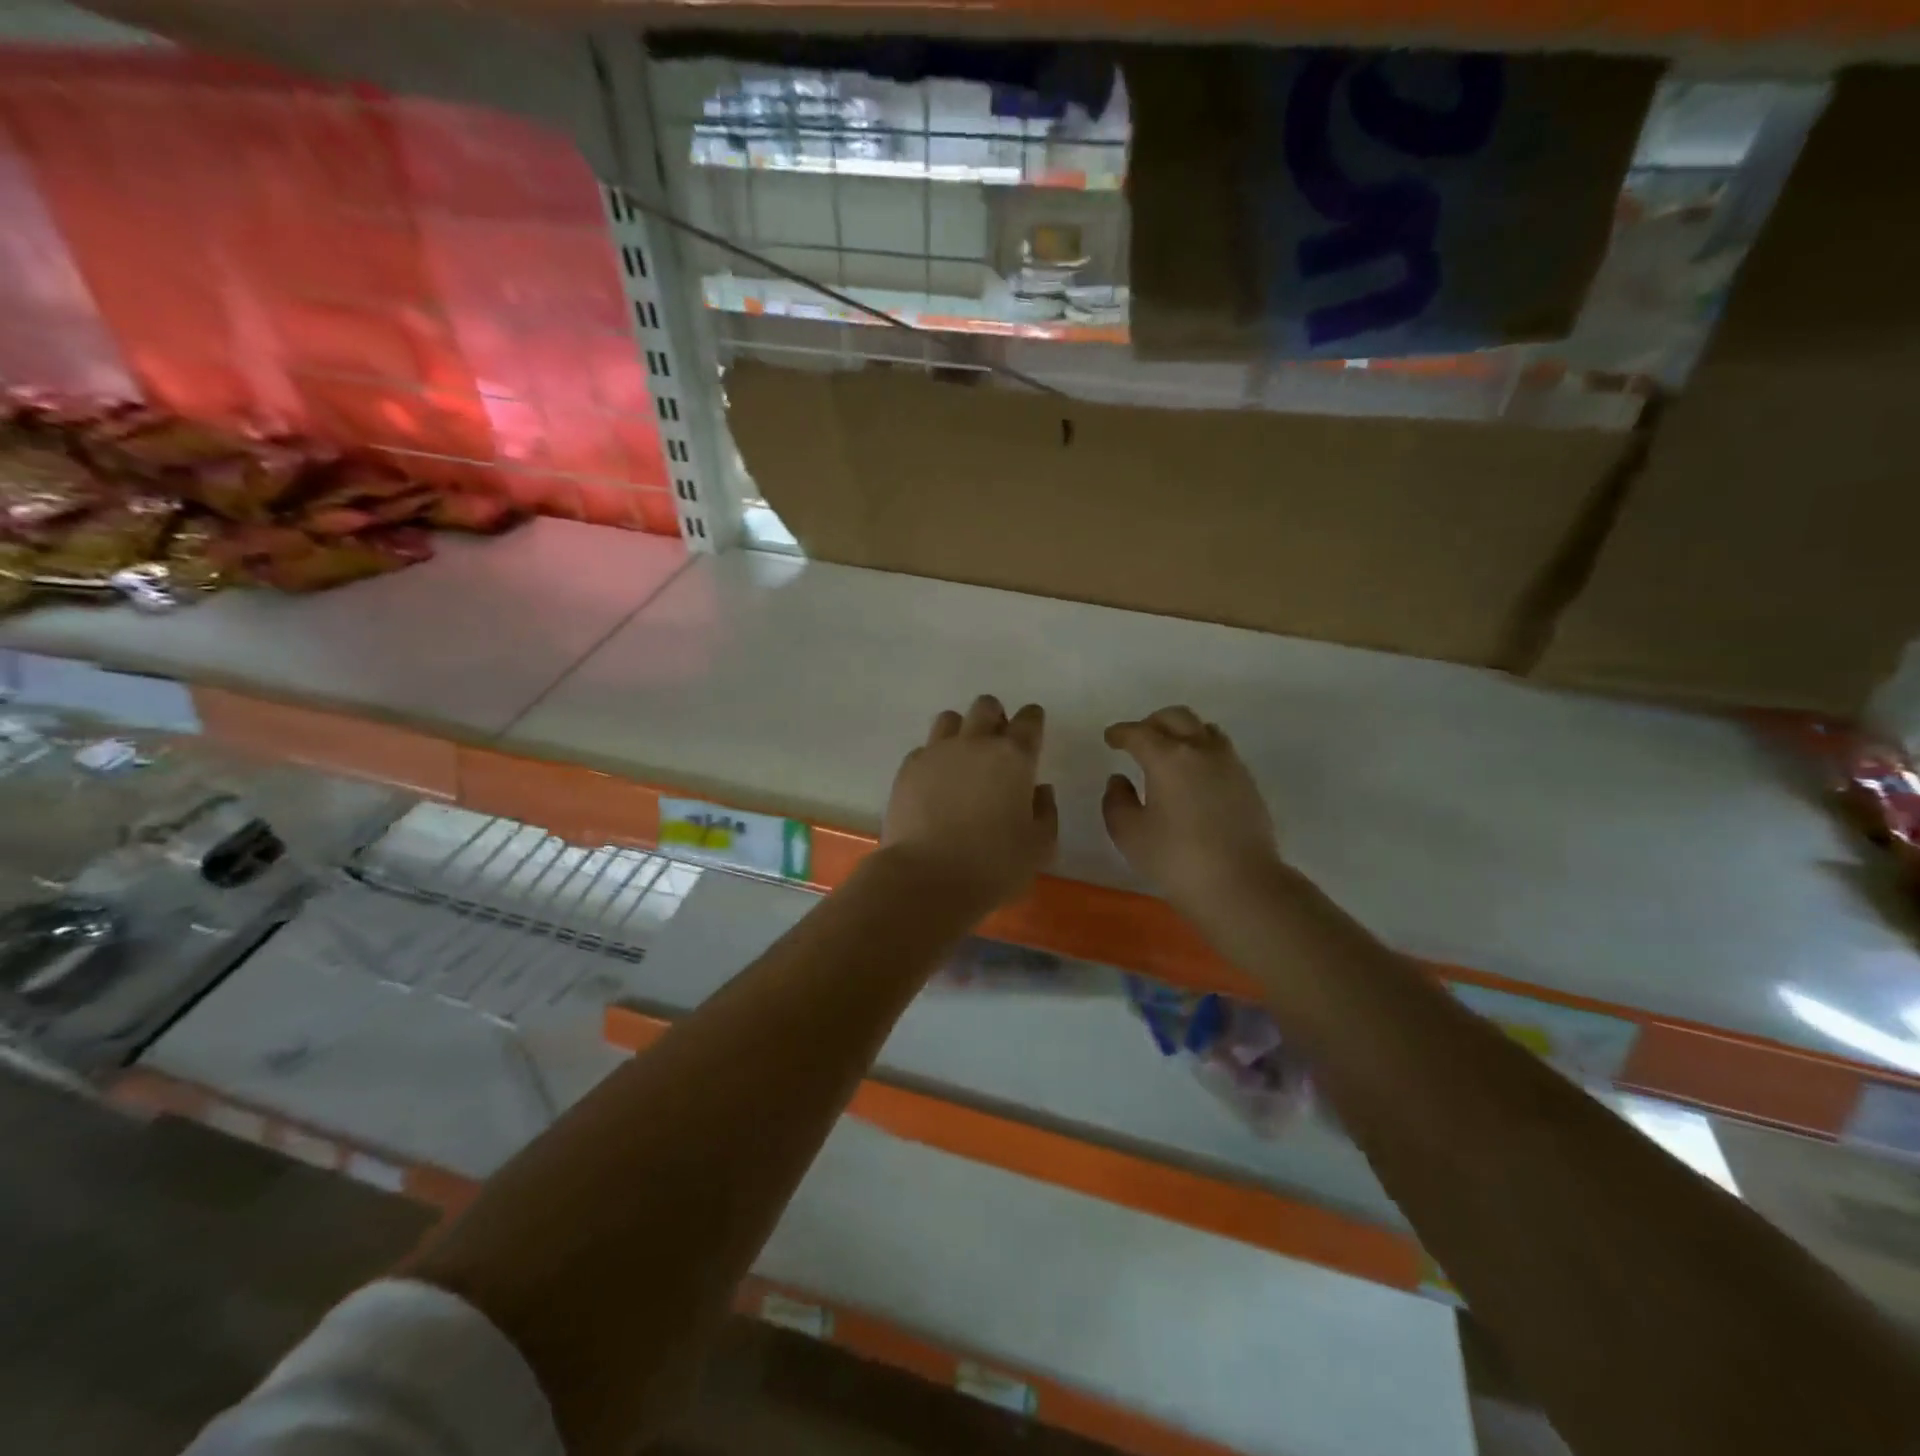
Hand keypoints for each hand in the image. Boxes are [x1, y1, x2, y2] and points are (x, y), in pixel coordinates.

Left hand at [881, 695, 1057, 911]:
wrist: (926, 878)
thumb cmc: (993, 866)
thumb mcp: (1039, 847)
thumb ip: (1046, 812)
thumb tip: (1039, 790)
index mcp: (1014, 757)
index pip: (1029, 720)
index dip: (1033, 722)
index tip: (1032, 733)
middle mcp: (975, 743)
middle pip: (986, 707)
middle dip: (995, 718)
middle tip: (996, 746)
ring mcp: (937, 752)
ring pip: (950, 719)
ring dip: (962, 731)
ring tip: (963, 760)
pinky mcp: (908, 768)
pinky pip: (925, 748)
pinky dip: (934, 758)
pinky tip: (935, 784)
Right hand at [1103, 706, 1283, 916]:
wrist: (1241, 884)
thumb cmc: (1175, 858)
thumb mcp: (1129, 833)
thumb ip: (1116, 801)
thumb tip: (1119, 780)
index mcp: (1167, 757)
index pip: (1139, 733)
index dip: (1121, 733)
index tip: (1111, 738)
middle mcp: (1201, 750)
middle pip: (1176, 717)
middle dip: (1152, 723)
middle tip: (1138, 739)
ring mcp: (1230, 764)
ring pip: (1204, 730)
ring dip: (1182, 732)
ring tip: (1169, 752)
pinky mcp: (1248, 782)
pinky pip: (1221, 751)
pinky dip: (1202, 751)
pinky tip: (1194, 776)